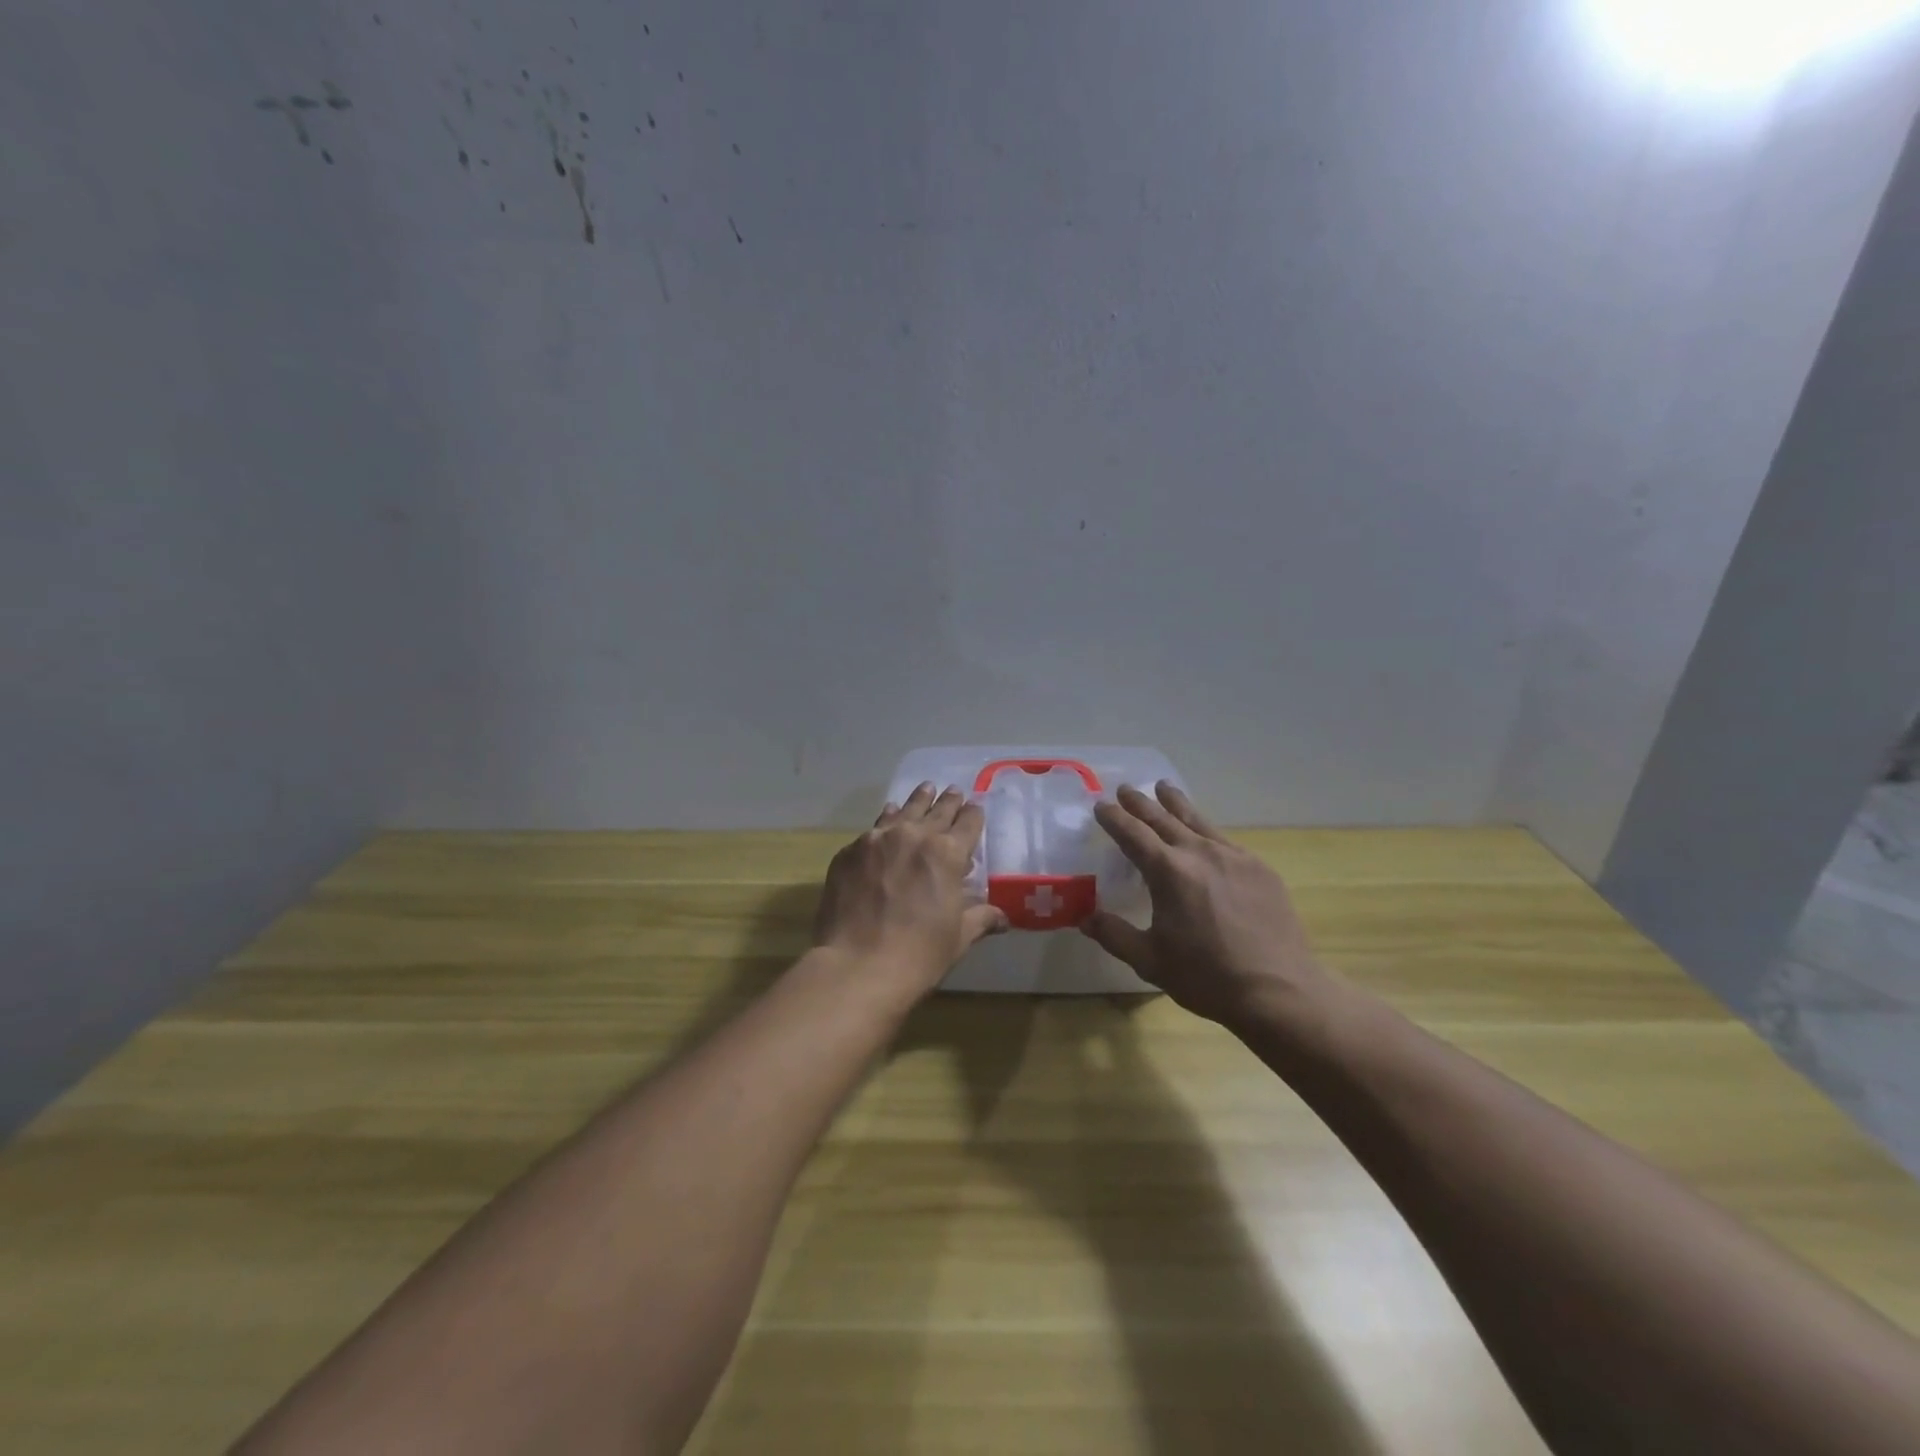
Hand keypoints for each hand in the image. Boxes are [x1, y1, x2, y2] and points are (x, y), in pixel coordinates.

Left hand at [813, 783, 1009, 995]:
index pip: (968, 824)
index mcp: (947, 853)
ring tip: (925, 788)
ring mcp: (877, 840)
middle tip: (953, 791)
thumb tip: (1003, 918)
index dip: (973, 815)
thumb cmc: (919, 954)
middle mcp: (914, 836)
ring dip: (917, 801)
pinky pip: (874, 829)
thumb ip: (980, 918)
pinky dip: (886, 821)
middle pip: (936, 811)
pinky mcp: (849, 852)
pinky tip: (887, 819)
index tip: (975, 807)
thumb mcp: (959, 938)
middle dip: (948, 802)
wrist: (857, 966)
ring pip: (903, 812)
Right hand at [1082, 783, 1336, 1032]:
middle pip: (1164, 818)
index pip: (1133, 833)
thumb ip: (1115, 934)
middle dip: (1141, 803)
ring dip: (1176, 803)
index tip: (1101, 806)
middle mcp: (1199, 853)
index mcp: (1168, 871)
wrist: (1279, 990)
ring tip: (1164, 788)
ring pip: (1198, 820)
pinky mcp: (1259, 869)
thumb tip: (1085, 917)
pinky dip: (1205, 829)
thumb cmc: (1207, 977)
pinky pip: (1224, 840)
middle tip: (1125, 789)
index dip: (1114, 818)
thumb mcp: (1149, 961)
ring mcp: (1234, 857)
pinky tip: (1205, 835)